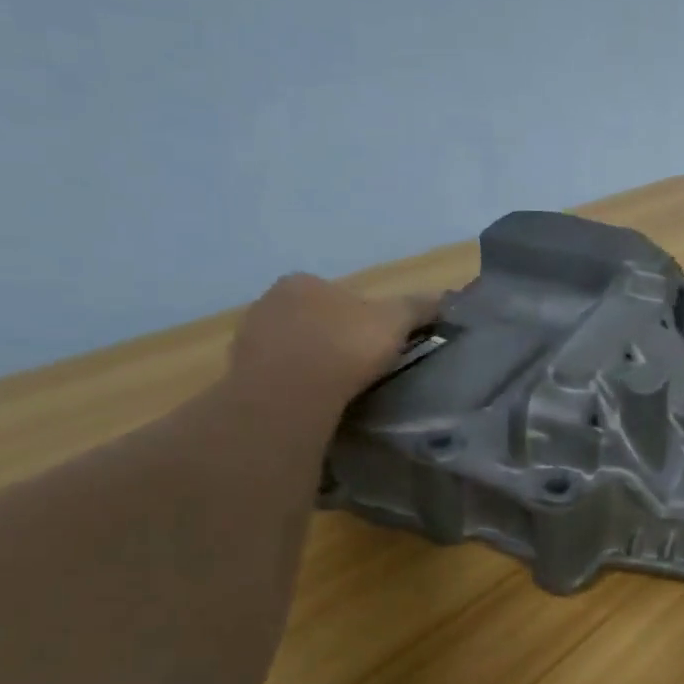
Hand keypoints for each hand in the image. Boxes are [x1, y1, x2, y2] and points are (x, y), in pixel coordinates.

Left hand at [229, 274, 438, 410]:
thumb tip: (445, 297)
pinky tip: (313, 401)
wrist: (290, 395)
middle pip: (311, 319)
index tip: (376, 342)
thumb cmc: (344, 347)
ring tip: (337, 388)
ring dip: (311, 363)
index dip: (361, 317)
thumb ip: (418, 307)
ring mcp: (247, 340)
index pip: (337, 294)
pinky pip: (275, 376)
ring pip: (290, 348)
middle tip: (359, 366)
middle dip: (332, 338)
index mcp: (301, 282)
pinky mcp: (238, 375)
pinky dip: (293, 385)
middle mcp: (267, 302)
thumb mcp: (394, 321)